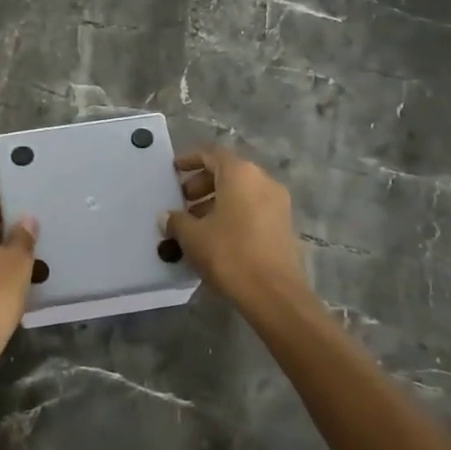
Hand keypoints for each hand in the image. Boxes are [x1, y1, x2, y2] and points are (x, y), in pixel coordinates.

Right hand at [162, 148, 311, 314]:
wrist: (275, 294)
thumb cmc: (230, 254)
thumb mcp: (193, 237)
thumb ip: (176, 221)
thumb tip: (166, 216)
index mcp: (241, 174)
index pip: (211, 155)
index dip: (189, 160)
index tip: (173, 171)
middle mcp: (263, 180)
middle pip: (227, 172)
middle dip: (202, 184)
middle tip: (182, 202)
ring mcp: (278, 203)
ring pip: (241, 192)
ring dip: (216, 201)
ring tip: (195, 223)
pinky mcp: (284, 225)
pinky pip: (253, 208)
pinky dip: (234, 213)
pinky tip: (216, 237)